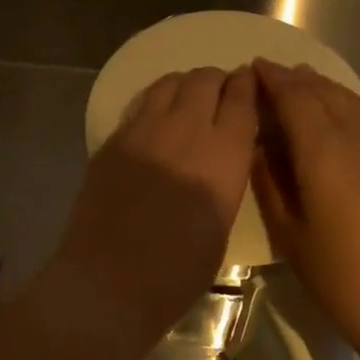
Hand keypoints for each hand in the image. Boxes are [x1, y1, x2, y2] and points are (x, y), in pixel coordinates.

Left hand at [52, 65, 259, 338]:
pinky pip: (141, 104)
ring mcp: (144, 129)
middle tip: (219, 93)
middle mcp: (186, 128)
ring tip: (189, 98)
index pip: (242, 98)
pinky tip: (156, 119)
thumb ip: (226, 177)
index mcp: (224, 153)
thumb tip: (222, 157)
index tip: (249, 81)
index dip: (247, 85)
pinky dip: (156, 101)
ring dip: (185, 85)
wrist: (111, 280)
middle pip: (205, 80)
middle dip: (217, 81)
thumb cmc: (179, 269)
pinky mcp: (114, 139)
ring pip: (170, 83)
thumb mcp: (222, 221)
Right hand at [251, 59, 359, 347]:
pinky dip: (348, 107)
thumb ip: (270, 186)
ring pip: (353, 103)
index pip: (295, 99)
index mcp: (324, 153)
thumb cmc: (344, 280)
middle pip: (325, 93)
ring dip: (325, 87)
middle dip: (297, 78)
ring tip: (305, 83)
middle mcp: (358, 140)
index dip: (273, 80)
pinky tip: (340, 119)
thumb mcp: (291, 237)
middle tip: (273, 72)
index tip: (254, 67)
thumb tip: (257, 150)